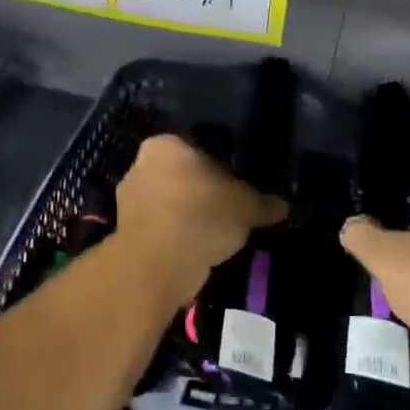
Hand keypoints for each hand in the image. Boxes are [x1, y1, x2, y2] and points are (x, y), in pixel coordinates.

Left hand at [112, 135, 286, 308]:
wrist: (157, 264)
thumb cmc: (201, 216)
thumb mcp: (246, 207)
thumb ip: (264, 203)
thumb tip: (284, 206)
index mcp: (165, 145)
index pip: (197, 150)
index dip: (221, 171)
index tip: (236, 191)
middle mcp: (139, 166)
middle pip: (181, 177)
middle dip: (201, 193)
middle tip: (228, 213)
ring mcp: (128, 201)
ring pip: (169, 204)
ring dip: (187, 218)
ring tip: (214, 238)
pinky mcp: (125, 233)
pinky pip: (160, 230)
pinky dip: (176, 239)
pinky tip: (195, 253)